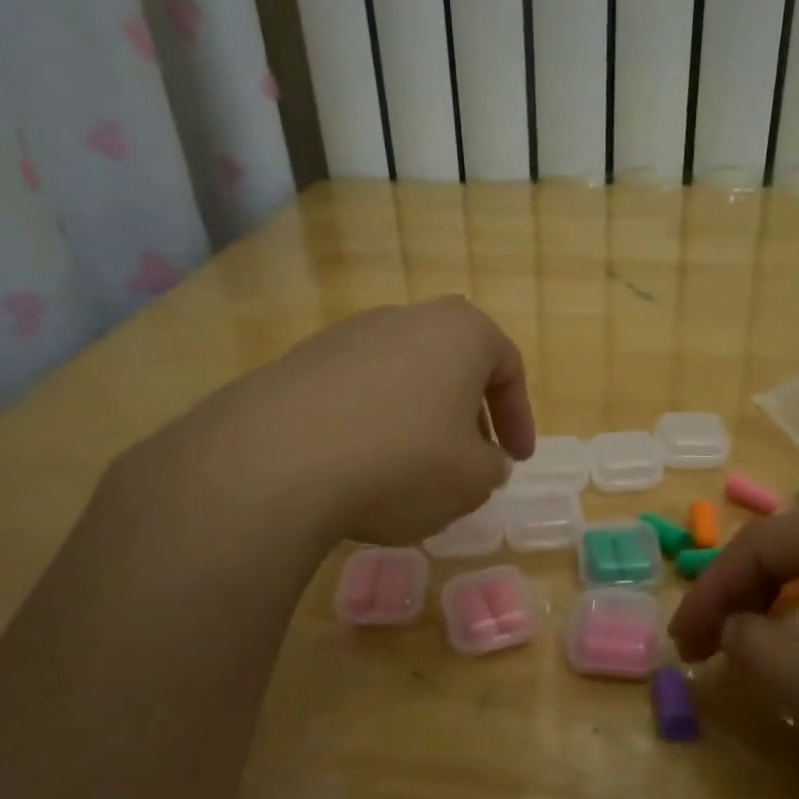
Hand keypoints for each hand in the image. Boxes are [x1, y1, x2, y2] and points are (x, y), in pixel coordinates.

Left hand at [128, 297, 534, 547]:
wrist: (279, 461)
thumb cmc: (405, 461)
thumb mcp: (474, 479)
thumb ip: (491, 467)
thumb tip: (482, 461)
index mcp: (459, 331)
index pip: (508, 366)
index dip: (519, 418)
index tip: (516, 459)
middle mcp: (403, 319)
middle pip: (450, 368)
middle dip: (465, 418)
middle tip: (468, 464)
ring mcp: (344, 337)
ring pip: (400, 381)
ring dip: (415, 423)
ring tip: (409, 474)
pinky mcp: (296, 365)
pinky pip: (353, 397)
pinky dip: (368, 428)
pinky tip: (357, 471)